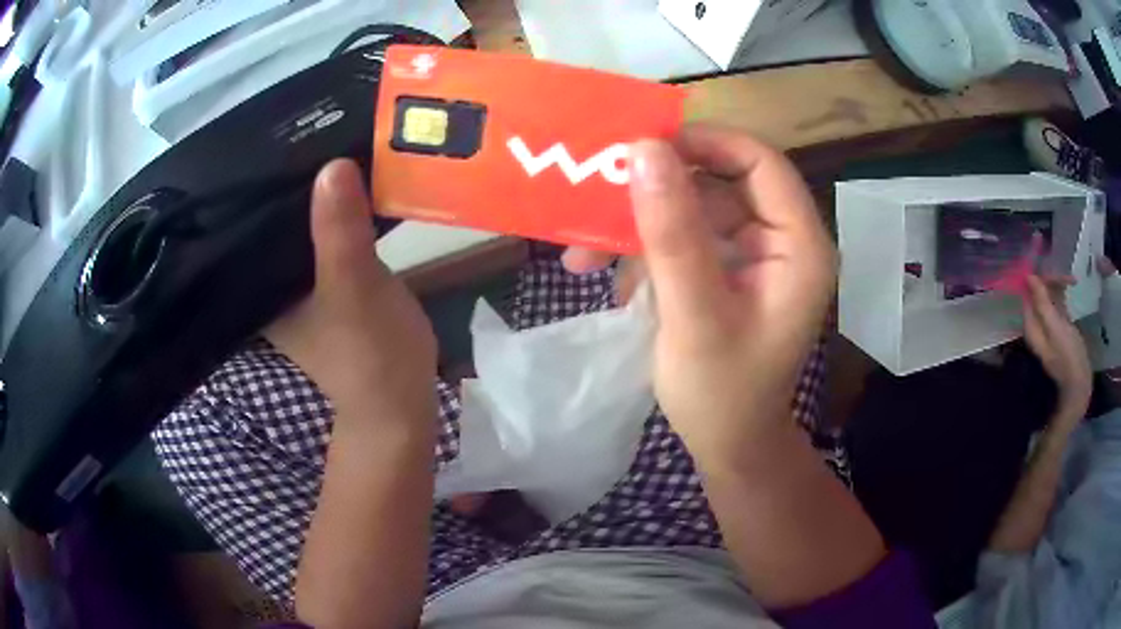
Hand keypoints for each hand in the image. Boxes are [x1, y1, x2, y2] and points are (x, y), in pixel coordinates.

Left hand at [265, 160, 436, 425]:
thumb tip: (333, 166)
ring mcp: (303, 282)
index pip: (251, 221)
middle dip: (296, 179)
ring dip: (321, 194)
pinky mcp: (331, 282)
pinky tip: (355, 184)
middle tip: (314, 127)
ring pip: (307, 225)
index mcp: (263, 284)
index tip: (282, 136)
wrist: (402, 402)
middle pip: (280, 218)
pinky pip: (331, 236)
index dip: (264, 180)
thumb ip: (340, 233)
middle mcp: (274, 280)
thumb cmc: (369, 354)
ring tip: (334, 143)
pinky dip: (342, 213)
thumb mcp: (354, 288)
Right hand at [594, 125, 836, 465]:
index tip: (642, 146)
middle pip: (721, 181)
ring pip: (694, 208)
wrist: (728, 445)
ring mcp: (753, 255)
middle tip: (598, 192)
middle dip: (657, 190)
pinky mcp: (727, 270)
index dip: (705, 143)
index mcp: (799, 246)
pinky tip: (609, 276)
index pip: (760, 162)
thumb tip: (644, 150)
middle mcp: (782, 240)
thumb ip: (673, 233)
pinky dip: (645, 250)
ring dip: (639, 225)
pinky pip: (684, 238)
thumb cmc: (723, 394)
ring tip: (583, 251)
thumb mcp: (695, 314)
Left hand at [1022, 274, 1091, 422]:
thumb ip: (1042, 303)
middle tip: (1067, 278)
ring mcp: (1049, 326)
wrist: (1079, 382)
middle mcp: (1037, 325)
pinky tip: (1072, 285)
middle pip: (1039, 293)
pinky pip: (1058, 302)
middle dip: (1051, 280)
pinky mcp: (1060, 326)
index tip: (1050, 266)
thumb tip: (1029, 277)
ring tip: (1072, 281)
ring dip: (1059, 284)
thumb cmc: (1067, 356)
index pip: (1028, 293)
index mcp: (1031, 326)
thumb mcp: (1055, 327)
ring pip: (1049, 295)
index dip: (1038, 277)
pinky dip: (1063, 293)